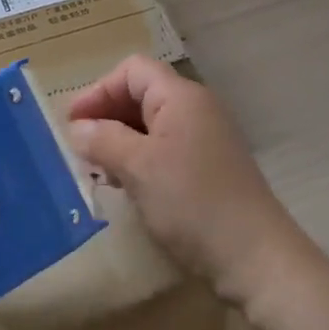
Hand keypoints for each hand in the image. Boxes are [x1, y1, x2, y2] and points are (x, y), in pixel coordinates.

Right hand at [68, 57, 313, 306]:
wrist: (255, 258)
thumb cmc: (192, 202)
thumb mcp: (138, 168)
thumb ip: (103, 139)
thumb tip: (78, 127)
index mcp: (182, 97)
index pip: (132, 70)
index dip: (98, 90)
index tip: (72, 124)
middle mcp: (197, 109)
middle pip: (142, 94)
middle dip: (107, 116)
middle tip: (79, 148)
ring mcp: (206, 139)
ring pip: (151, 125)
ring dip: (120, 140)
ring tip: (98, 169)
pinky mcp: (210, 169)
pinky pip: (166, 150)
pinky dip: (140, 159)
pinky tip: (126, 186)